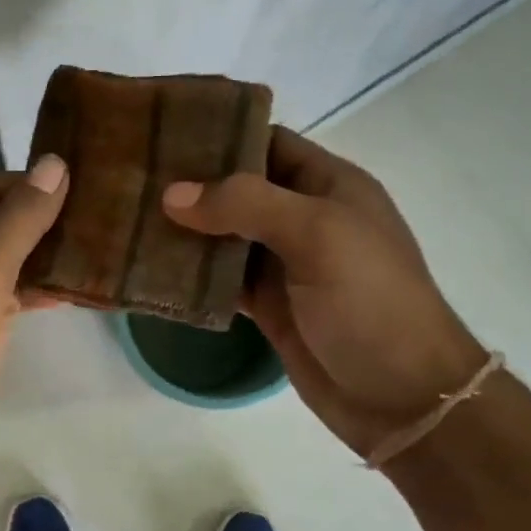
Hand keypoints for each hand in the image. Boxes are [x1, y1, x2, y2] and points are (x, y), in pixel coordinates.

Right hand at [161, 127, 486, 455]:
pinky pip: (220, 279)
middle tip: (133, 179)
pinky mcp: (266, 305)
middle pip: (237, 189)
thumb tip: (173, 194)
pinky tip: (151, 268)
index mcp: (328, 185)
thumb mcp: (317, 235)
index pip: (266, 143)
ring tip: (129, 217)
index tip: (163, 135)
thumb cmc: (370, 301)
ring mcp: (283, 264)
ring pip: (223, 235)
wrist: (401, 395)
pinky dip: (190, 274)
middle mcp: (302, 217)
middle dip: (191, 184)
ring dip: (184, 230)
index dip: (219, 136)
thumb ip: (246, 205)